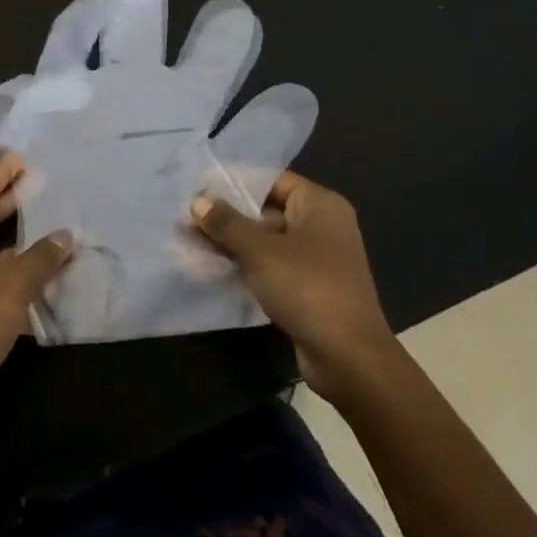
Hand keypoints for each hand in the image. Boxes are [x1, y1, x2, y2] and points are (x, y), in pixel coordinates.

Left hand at [0, 153, 72, 443]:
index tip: (19, 159)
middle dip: (8, 202)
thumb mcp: (11, 282)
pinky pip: (1, 281)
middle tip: (39, 183)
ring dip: (22, 241)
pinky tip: (52, 273)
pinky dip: (23, 274)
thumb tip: (66, 236)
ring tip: (55, 224)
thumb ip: (41, 256)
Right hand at [191, 170, 394, 399]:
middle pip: (268, 210)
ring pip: (267, 241)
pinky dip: (247, 265)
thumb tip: (198, 201)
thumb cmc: (306, 287)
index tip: (200, 186)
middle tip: (189, 216)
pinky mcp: (310, 287)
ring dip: (233, 242)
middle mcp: (323, 226)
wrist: (348, 356)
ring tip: (192, 241)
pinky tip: (214, 267)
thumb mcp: (259, 250)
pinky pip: (272, 266)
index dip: (236, 182)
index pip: (273, 180)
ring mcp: (317, 258)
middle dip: (229, 215)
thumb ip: (227, 223)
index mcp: (320, 205)